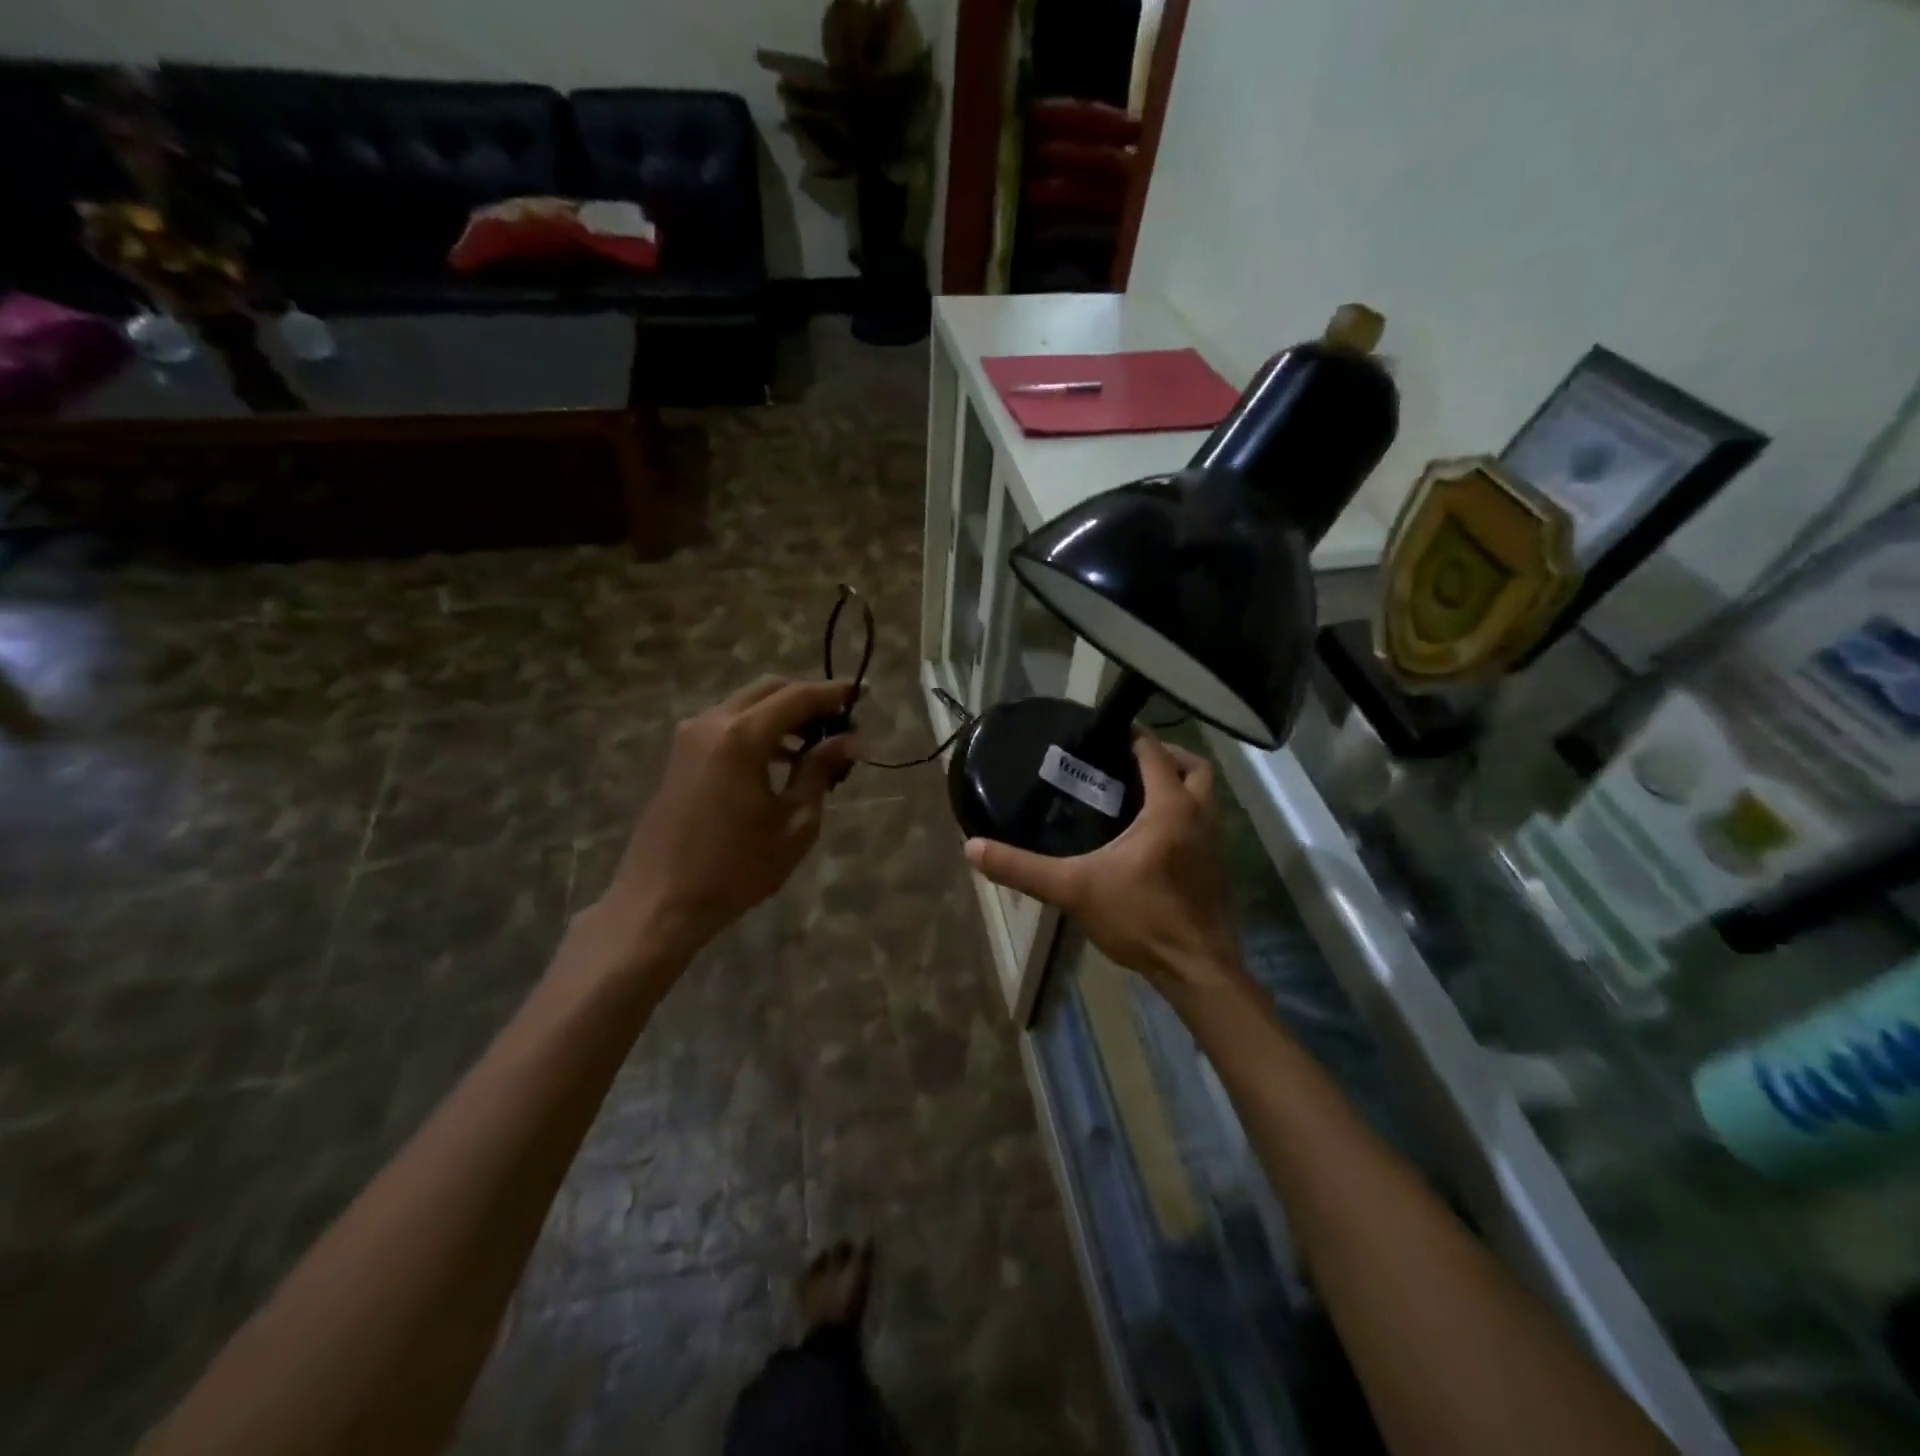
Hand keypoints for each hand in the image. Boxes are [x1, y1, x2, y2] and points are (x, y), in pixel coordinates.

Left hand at [584, 676, 857, 975]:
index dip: (833, 693)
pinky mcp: (680, 755)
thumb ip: (820, 771)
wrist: (661, 902)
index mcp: (742, 736)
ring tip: (816, 745)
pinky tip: (781, 759)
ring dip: (782, 714)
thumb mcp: (795, 822)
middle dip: (807, 698)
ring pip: (746, 705)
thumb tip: (849, 739)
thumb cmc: (737, 868)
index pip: (797, 697)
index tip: (862, 693)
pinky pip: (727, 725)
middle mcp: (711, 722)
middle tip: (840, 720)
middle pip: (768, 690)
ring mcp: (690, 737)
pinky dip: (758, 730)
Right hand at [965, 735, 1242, 997]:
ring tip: (1136, 796)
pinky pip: (1204, 824)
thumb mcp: (1073, 889)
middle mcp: (1201, 817)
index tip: (1103, 732)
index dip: (1131, 736)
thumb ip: (1023, 867)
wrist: (1196, 971)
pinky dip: (1183, 816)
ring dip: (1178, 786)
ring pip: (1204, 796)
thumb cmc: (1141, 919)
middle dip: (1165, 756)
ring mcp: (1215, 844)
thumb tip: (972, 848)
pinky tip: (1151, 838)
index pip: (1154, 753)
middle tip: (1127, 763)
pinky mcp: (1217, 868)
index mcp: (1171, 808)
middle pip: (1194, 767)